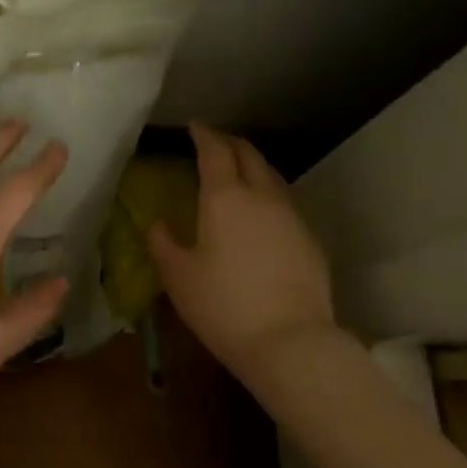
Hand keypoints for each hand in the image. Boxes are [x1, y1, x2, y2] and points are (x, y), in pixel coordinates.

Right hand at [148, 123, 339, 375]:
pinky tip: (261, 213)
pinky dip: (268, 194)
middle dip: (230, 143)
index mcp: (225, 198)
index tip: (194, 126)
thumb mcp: (178, 276)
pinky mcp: (310, 238)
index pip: (215, 151)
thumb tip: (156, 224)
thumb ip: (162, 243)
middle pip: (249, 154)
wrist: (290, 341)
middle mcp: (262, 196)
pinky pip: (285, 202)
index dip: (203, 134)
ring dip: (253, 166)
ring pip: (272, 176)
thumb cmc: (223, 305)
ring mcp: (292, 216)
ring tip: (238, 173)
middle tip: (214, 143)